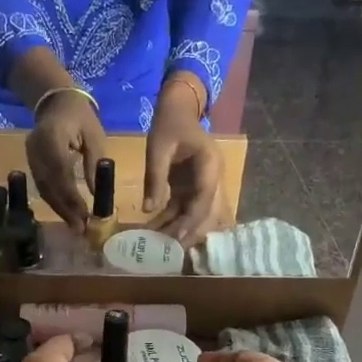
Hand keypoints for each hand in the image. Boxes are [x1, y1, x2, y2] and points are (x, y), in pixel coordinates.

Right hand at [25, 90, 106, 232]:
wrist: (55, 101)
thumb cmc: (80, 116)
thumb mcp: (95, 136)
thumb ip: (95, 164)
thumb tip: (97, 194)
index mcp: (53, 137)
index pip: (61, 173)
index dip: (71, 197)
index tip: (85, 215)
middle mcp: (36, 149)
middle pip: (49, 185)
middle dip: (65, 209)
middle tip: (80, 229)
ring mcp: (30, 156)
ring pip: (43, 189)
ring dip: (59, 209)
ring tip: (74, 226)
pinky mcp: (30, 162)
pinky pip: (41, 186)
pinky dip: (54, 201)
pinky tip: (65, 213)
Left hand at [144, 76, 222, 245]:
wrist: (178, 109)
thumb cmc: (170, 124)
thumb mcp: (158, 146)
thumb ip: (155, 176)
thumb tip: (148, 209)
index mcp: (210, 164)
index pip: (205, 197)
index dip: (194, 218)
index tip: (180, 236)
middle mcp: (212, 178)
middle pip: (207, 212)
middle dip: (190, 233)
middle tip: (171, 252)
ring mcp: (203, 185)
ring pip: (197, 215)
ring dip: (181, 231)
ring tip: (160, 247)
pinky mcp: (192, 189)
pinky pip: (185, 210)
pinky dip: (172, 222)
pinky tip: (155, 233)